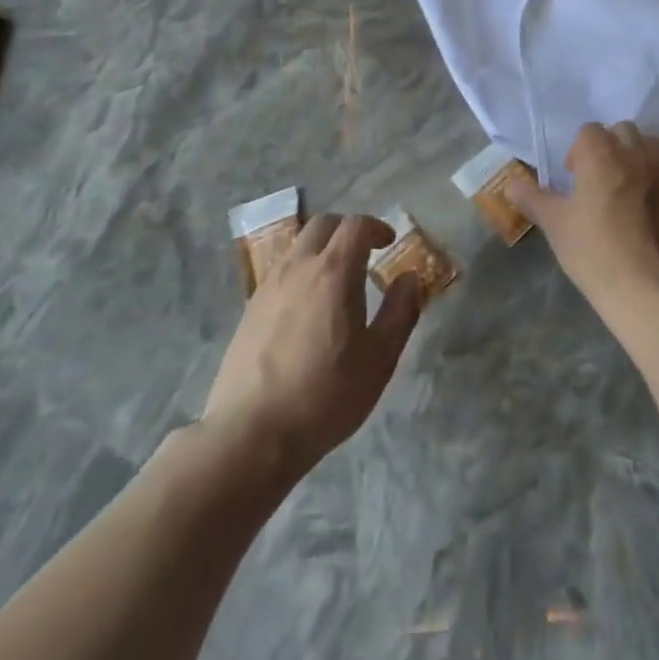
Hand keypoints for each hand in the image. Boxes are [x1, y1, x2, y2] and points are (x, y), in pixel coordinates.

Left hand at [202, 214, 420, 472]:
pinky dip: (301, 271)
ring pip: (298, 246)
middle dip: (347, 230)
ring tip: (336, 280)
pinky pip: (281, 272)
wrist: (251, 434)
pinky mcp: (249, 309)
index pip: (355, 225)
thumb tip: (409, 278)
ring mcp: (269, 286)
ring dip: (322, 249)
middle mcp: (298, 267)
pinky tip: (307, 307)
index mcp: (333, 271)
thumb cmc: (325, 395)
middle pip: (323, 225)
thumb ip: (400, 312)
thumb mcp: (379, 359)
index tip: (388, 242)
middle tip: (364, 252)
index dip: (376, 227)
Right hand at [508, 122, 658, 310]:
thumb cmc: (590, 246)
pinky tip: (640, 210)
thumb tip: (510, 184)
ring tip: (621, 184)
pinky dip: (650, 182)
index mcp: (600, 153)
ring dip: (635, 155)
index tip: (572, 176)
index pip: (589, 130)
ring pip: (649, 147)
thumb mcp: (552, 222)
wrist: (641, 283)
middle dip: (609, 145)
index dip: (577, 150)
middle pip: (623, 131)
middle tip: (596, 176)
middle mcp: (633, 154)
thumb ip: (531, 197)